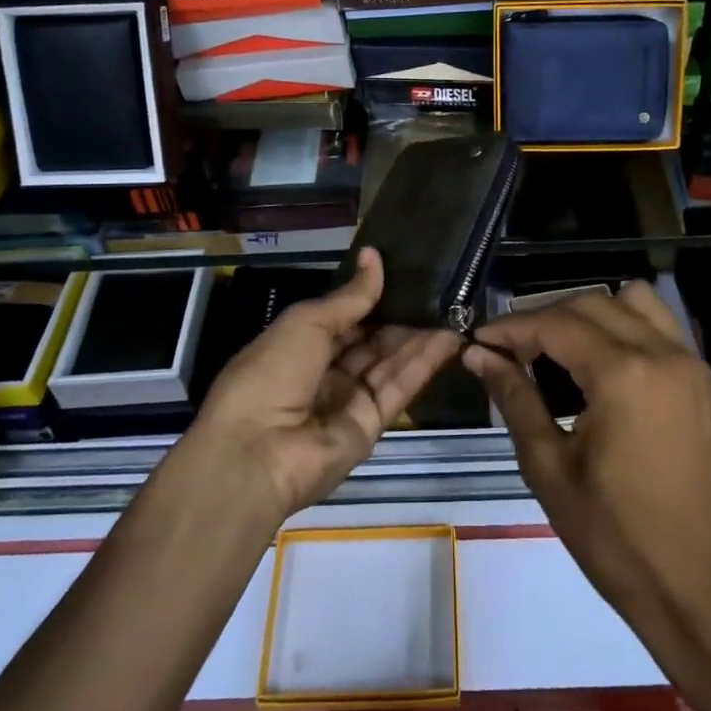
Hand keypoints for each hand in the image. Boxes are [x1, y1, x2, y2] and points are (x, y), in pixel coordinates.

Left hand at [194, 249, 463, 521]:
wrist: (256, 454)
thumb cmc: (270, 374)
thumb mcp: (306, 323)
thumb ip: (349, 297)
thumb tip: (374, 257)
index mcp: (299, 345)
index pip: (344, 316)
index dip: (372, 296)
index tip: (405, 271)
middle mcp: (325, 371)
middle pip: (371, 340)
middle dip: (400, 316)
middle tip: (439, 288)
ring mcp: (349, 400)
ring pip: (390, 362)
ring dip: (419, 337)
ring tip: (454, 308)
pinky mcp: (372, 425)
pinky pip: (399, 388)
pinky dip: (424, 363)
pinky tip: (449, 338)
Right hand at [464, 284, 710, 664]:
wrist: (701, 594)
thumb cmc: (615, 540)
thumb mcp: (550, 469)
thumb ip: (514, 399)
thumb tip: (478, 355)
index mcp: (624, 375)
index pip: (556, 325)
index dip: (511, 328)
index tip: (480, 342)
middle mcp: (665, 355)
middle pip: (594, 304)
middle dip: (547, 318)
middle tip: (514, 352)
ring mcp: (696, 368)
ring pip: (637, 304)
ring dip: (594, 314)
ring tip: (564, 352)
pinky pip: (666, 332)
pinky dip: (630, 332)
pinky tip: (608, 375)